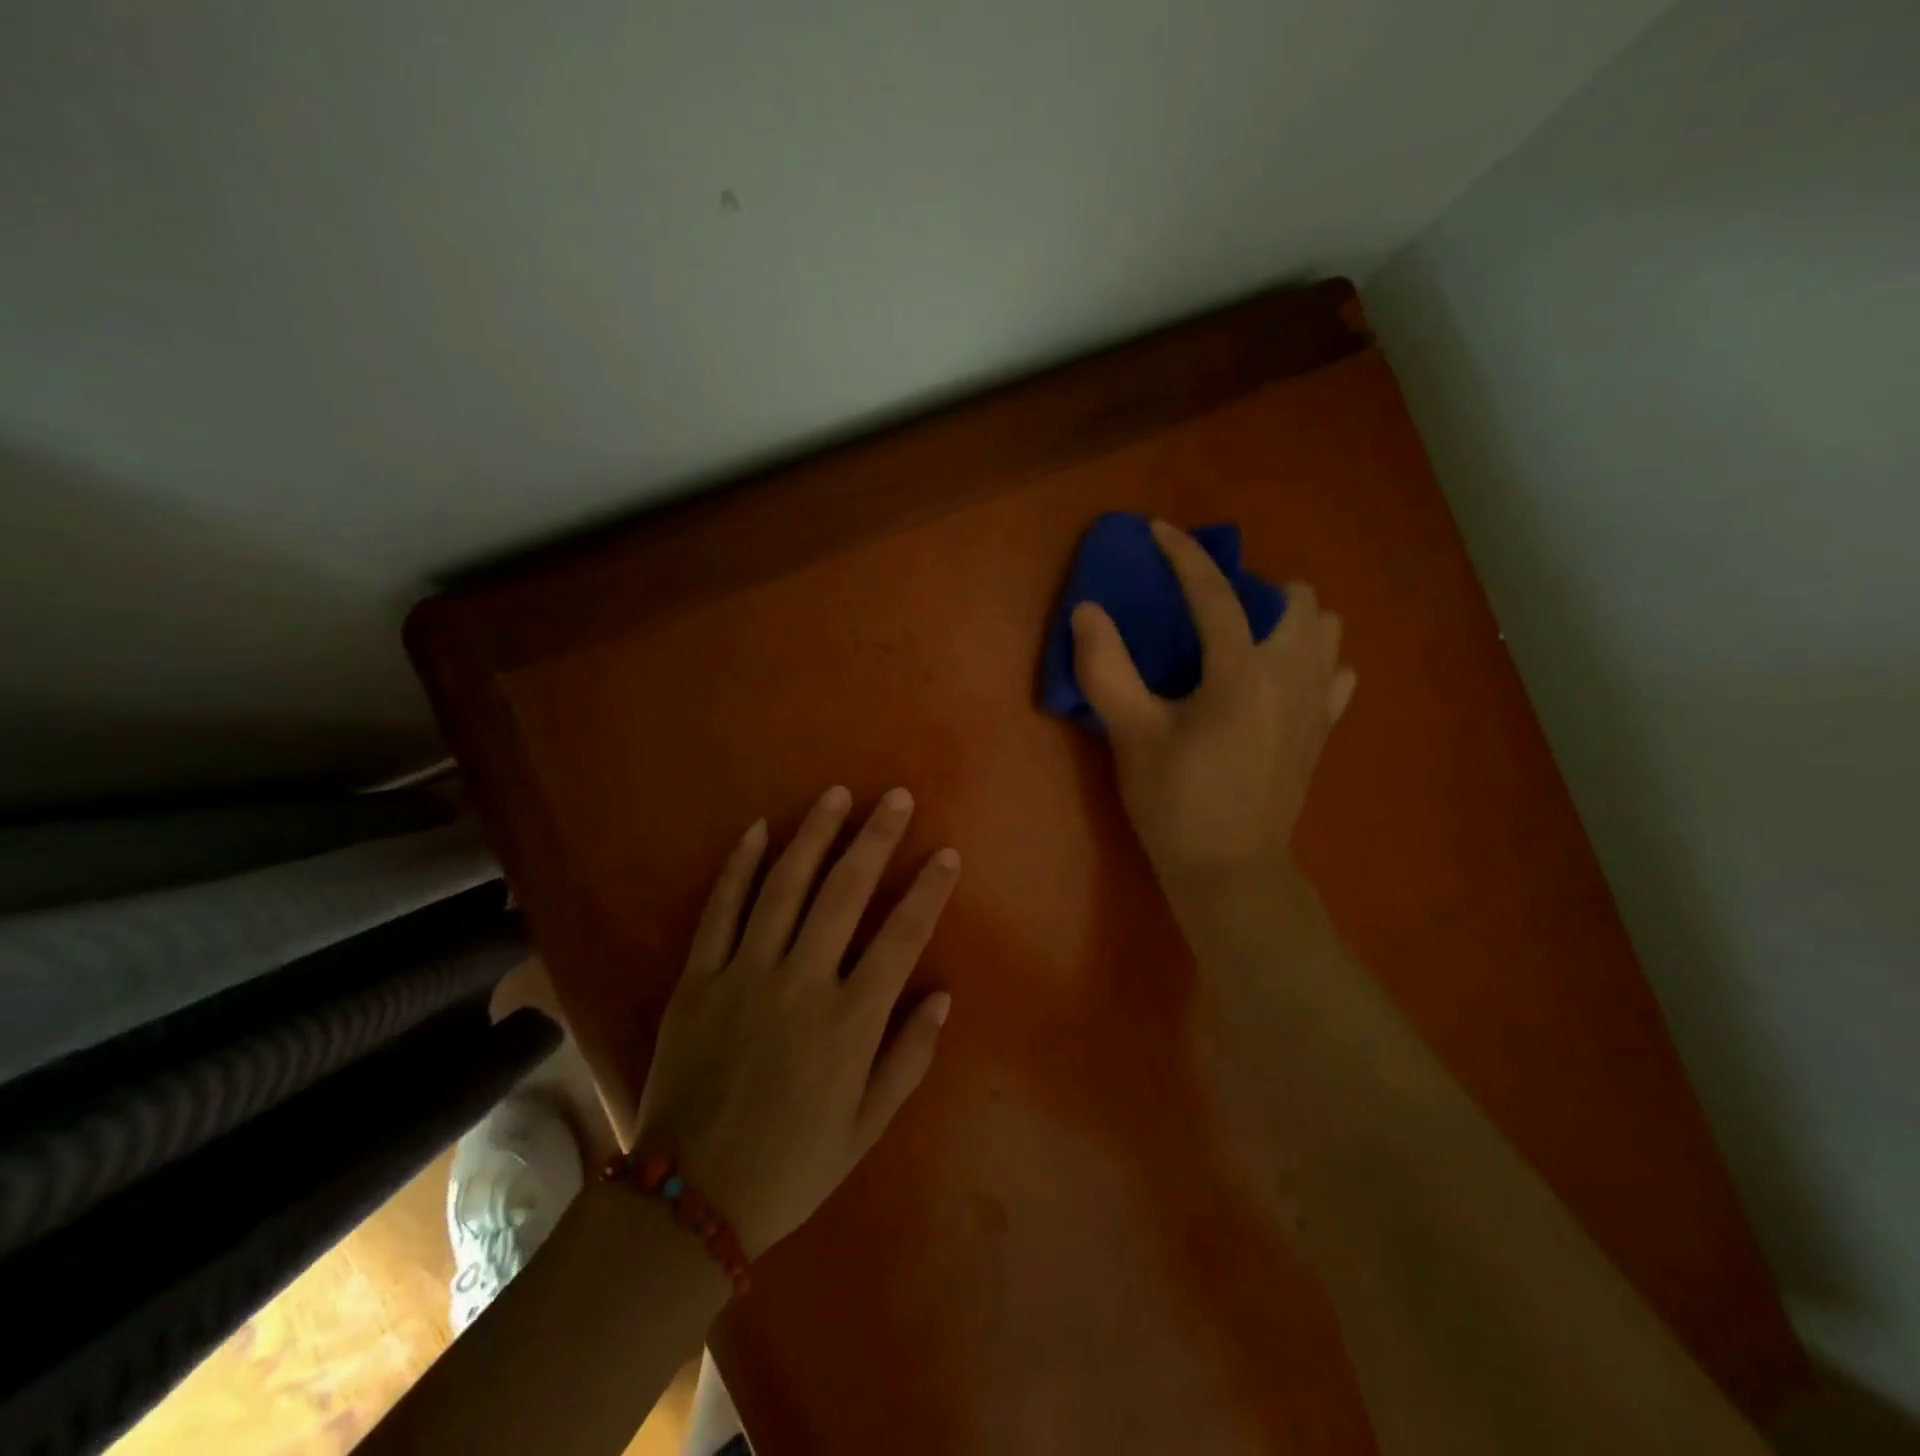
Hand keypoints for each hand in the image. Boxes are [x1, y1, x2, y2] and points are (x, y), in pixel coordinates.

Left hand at [632, 786, 959, 1256]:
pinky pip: (720, 910)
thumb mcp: (866, 1126)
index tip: (946, 853)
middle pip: (845, 893)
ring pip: (784, 887)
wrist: (690, 1200)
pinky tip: (757, 830)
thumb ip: (909, 1057)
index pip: (902, 936)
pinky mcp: (697, 978)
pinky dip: (739, 866)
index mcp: (850, 1021)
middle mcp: (801, 983)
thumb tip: (943, 995)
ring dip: (813, 835)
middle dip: (875, 839)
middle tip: (895, 798)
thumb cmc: (792, 1165)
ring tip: (835, 795)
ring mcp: (744, 974)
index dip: (928, 889)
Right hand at [1070, 520, 1354, 900]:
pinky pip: (1335, 672)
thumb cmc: (1175, 804)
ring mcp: (1317, 703)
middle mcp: (1292, 675)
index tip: (1159, 530)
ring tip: (1245, 641)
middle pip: (1297, 597)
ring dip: (1288, 620)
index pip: (1214, 592)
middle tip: (1208, 612)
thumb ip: (1106, 668)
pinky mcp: (1324, 730)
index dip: (1183, 554)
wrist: (1229, 872)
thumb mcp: (1130, 735)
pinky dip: (1311, 661)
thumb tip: (1087, 611)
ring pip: (1326, 629)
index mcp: (1242, 672)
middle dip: (1253, 588)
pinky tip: (1277, 680)